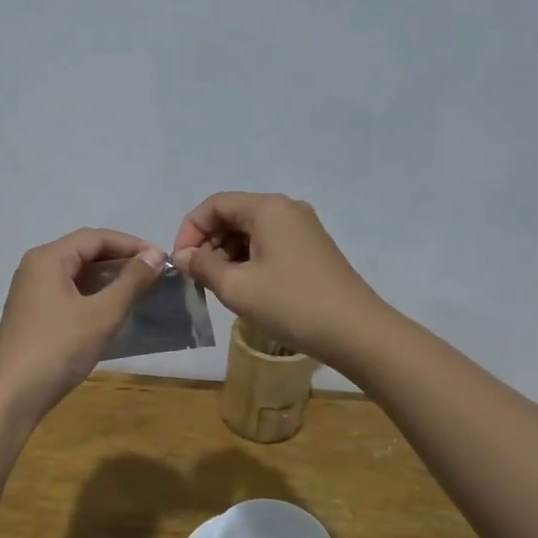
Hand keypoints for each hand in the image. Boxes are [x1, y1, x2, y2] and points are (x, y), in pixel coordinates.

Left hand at [0, 229, 166, 419]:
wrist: (12, 394)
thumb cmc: (58, 347)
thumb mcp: (102, 313)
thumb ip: (131, 282)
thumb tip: (155, 256)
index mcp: (49, 258)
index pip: (96, 237)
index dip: (131, 244)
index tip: (162, 258)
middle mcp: (36, 267)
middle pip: (85, 252)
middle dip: (121, 260)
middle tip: (155, 274)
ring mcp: (32, 292)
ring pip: (77, 274)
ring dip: (108, 279)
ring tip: (140, 290)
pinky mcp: (34, 314)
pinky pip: (69, 293)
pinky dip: (94, 295)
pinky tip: (113, 310)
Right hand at [173, 193, 386, 368]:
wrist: (355, 332)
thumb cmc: (291, 304)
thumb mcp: (236, 287)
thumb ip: (203, 266)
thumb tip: (183, 256)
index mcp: (267, 208)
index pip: (214, 205)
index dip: (190, 230)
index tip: (181, 263)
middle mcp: (286, 209)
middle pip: (233, 215)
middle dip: (209, 243)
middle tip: (198, 277)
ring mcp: (303, 229)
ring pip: (251, 231)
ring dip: (227, 254)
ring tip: (219, 286)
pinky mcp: (312, 249)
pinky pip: (269, 244)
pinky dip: (249, 260)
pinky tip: (245, 288)